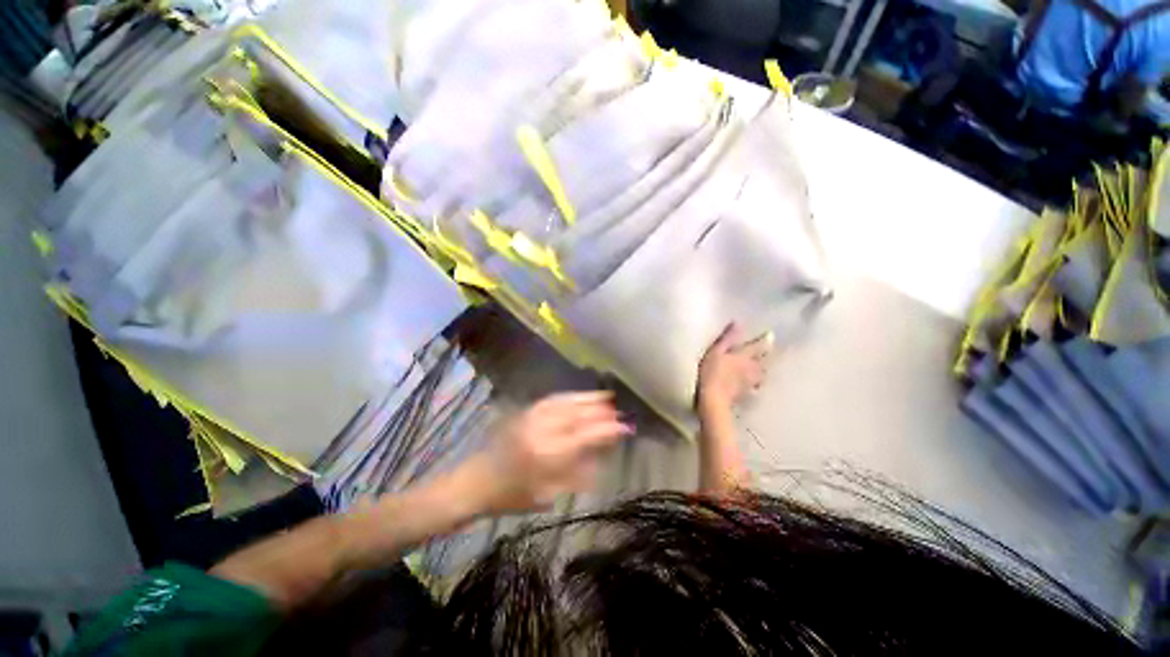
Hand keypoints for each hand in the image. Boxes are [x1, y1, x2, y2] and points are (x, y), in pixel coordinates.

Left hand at [463, 391, 631, 513]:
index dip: (607, 430)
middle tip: (619, 410)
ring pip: (566, 402)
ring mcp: (532, 417)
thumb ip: (577, 474)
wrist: (476, 481)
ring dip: (588, 398)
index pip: (585, 436)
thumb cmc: (512, 496)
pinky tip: (580, 397)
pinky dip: (570, 396)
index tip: (625, 427)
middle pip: (578, 414)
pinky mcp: (525, 411)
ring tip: (606, 397)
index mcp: (548, 454)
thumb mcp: (548, 494)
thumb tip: (602, 458)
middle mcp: (542, 430)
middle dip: (601, 411)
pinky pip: (553, 399)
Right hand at [696, 323, 771, 415]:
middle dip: (767, 355)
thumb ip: (727, 339)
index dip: (764, 340)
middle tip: (770, 350)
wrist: (714, 400)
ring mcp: (750, 382)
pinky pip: (756, 385)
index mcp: (744, 356)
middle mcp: (752, 368)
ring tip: (765, 366)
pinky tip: (756, 384)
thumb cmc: (711, 373)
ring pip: (762, 373)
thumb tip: (738, 323)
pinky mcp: (747, 393)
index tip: (771, 334)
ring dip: (764, 368)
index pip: (758, 346)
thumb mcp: (715, 352)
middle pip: (764, 361)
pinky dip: (758, 382)